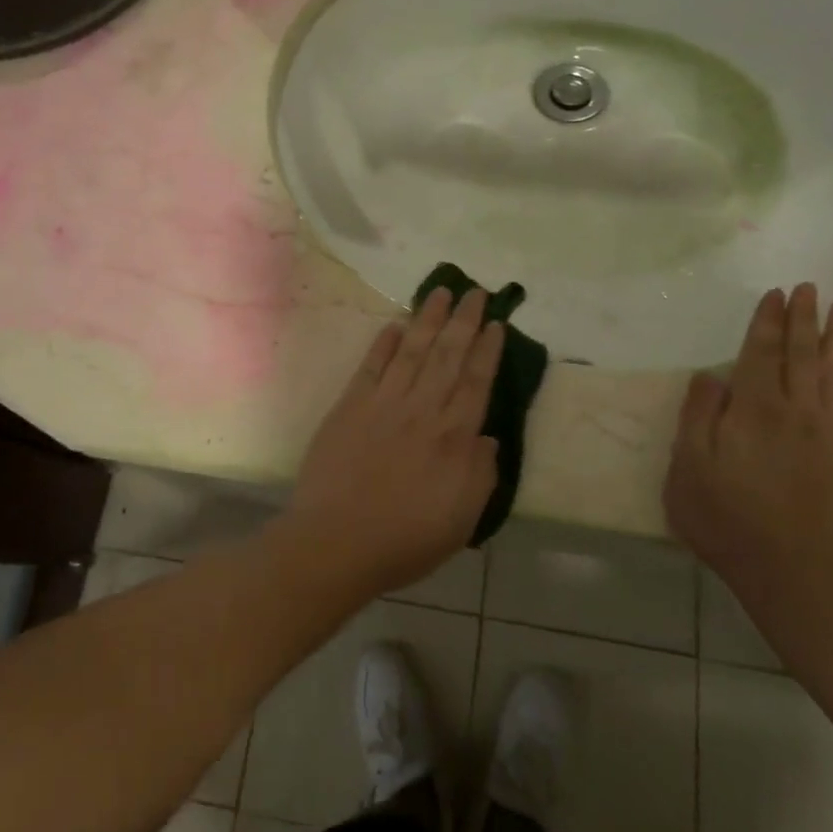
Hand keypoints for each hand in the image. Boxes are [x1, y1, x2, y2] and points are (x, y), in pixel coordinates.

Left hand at [284, 287, 504, 595]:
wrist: (337, 540)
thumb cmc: (406, 538)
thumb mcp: (463, 518)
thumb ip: (481, 473)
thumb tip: (488, 437)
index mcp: (454, 436)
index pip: (477, 381)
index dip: (487, 349)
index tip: (495, 322)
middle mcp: (422, 409)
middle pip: (447, 355)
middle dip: (463, 320)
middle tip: (474, 290)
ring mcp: (384, 403)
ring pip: (411, 350)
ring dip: (427, 319)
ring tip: (440, 292)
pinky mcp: (350, 406)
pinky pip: (371, 366)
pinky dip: (383, 343)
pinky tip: (395, 325)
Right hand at [664, 285, 832, 610]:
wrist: (799, 575)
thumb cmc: (728, 522)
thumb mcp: (688, 470)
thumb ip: (697, 417)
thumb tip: (710, 375)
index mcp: (754, 410)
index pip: (761, 353)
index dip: (767, 321)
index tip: (775, 294)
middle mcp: (800, 410)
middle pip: (803, 353)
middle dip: (805, 318)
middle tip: (810, 288)